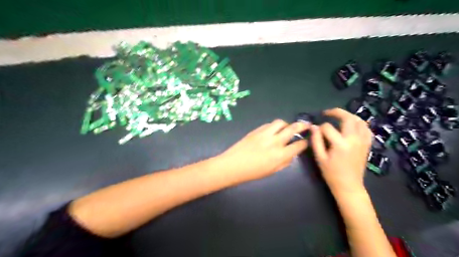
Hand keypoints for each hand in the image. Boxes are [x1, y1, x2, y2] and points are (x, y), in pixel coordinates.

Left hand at [218, 120, 309, 181]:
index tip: (306, 142)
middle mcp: (274, 141)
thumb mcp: (272, 171)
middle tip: (306, 125)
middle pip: (292, 129)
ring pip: (280, 122)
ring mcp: (265, 134)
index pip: (298, 145)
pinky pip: (269, 124)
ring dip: (286, 124)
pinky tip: (273, 131)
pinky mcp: (256, 130)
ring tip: (287, 128)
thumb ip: (285, 162)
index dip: (304, 143)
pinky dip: (274, 126)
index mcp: (280, 155)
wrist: (232, 165)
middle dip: (302, 126)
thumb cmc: (252, 172)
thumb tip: (292, 154)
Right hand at [310, 108, 374, 194]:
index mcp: (340, 144)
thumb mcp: (319, 157)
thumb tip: (313, 126)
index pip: (327, 127)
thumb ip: (316, 140)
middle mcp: (354, 139)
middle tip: (327, 113)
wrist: (349, 185)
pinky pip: (366, 129)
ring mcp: (363, 141)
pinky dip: (359, 124)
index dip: (319, 128)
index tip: (315, 132)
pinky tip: (352, 125)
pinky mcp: (367, 144)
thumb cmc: (331, 173)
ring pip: (359, 121)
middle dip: (336, 112)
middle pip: (347, 118)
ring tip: (339, 117)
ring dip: (349, 116)